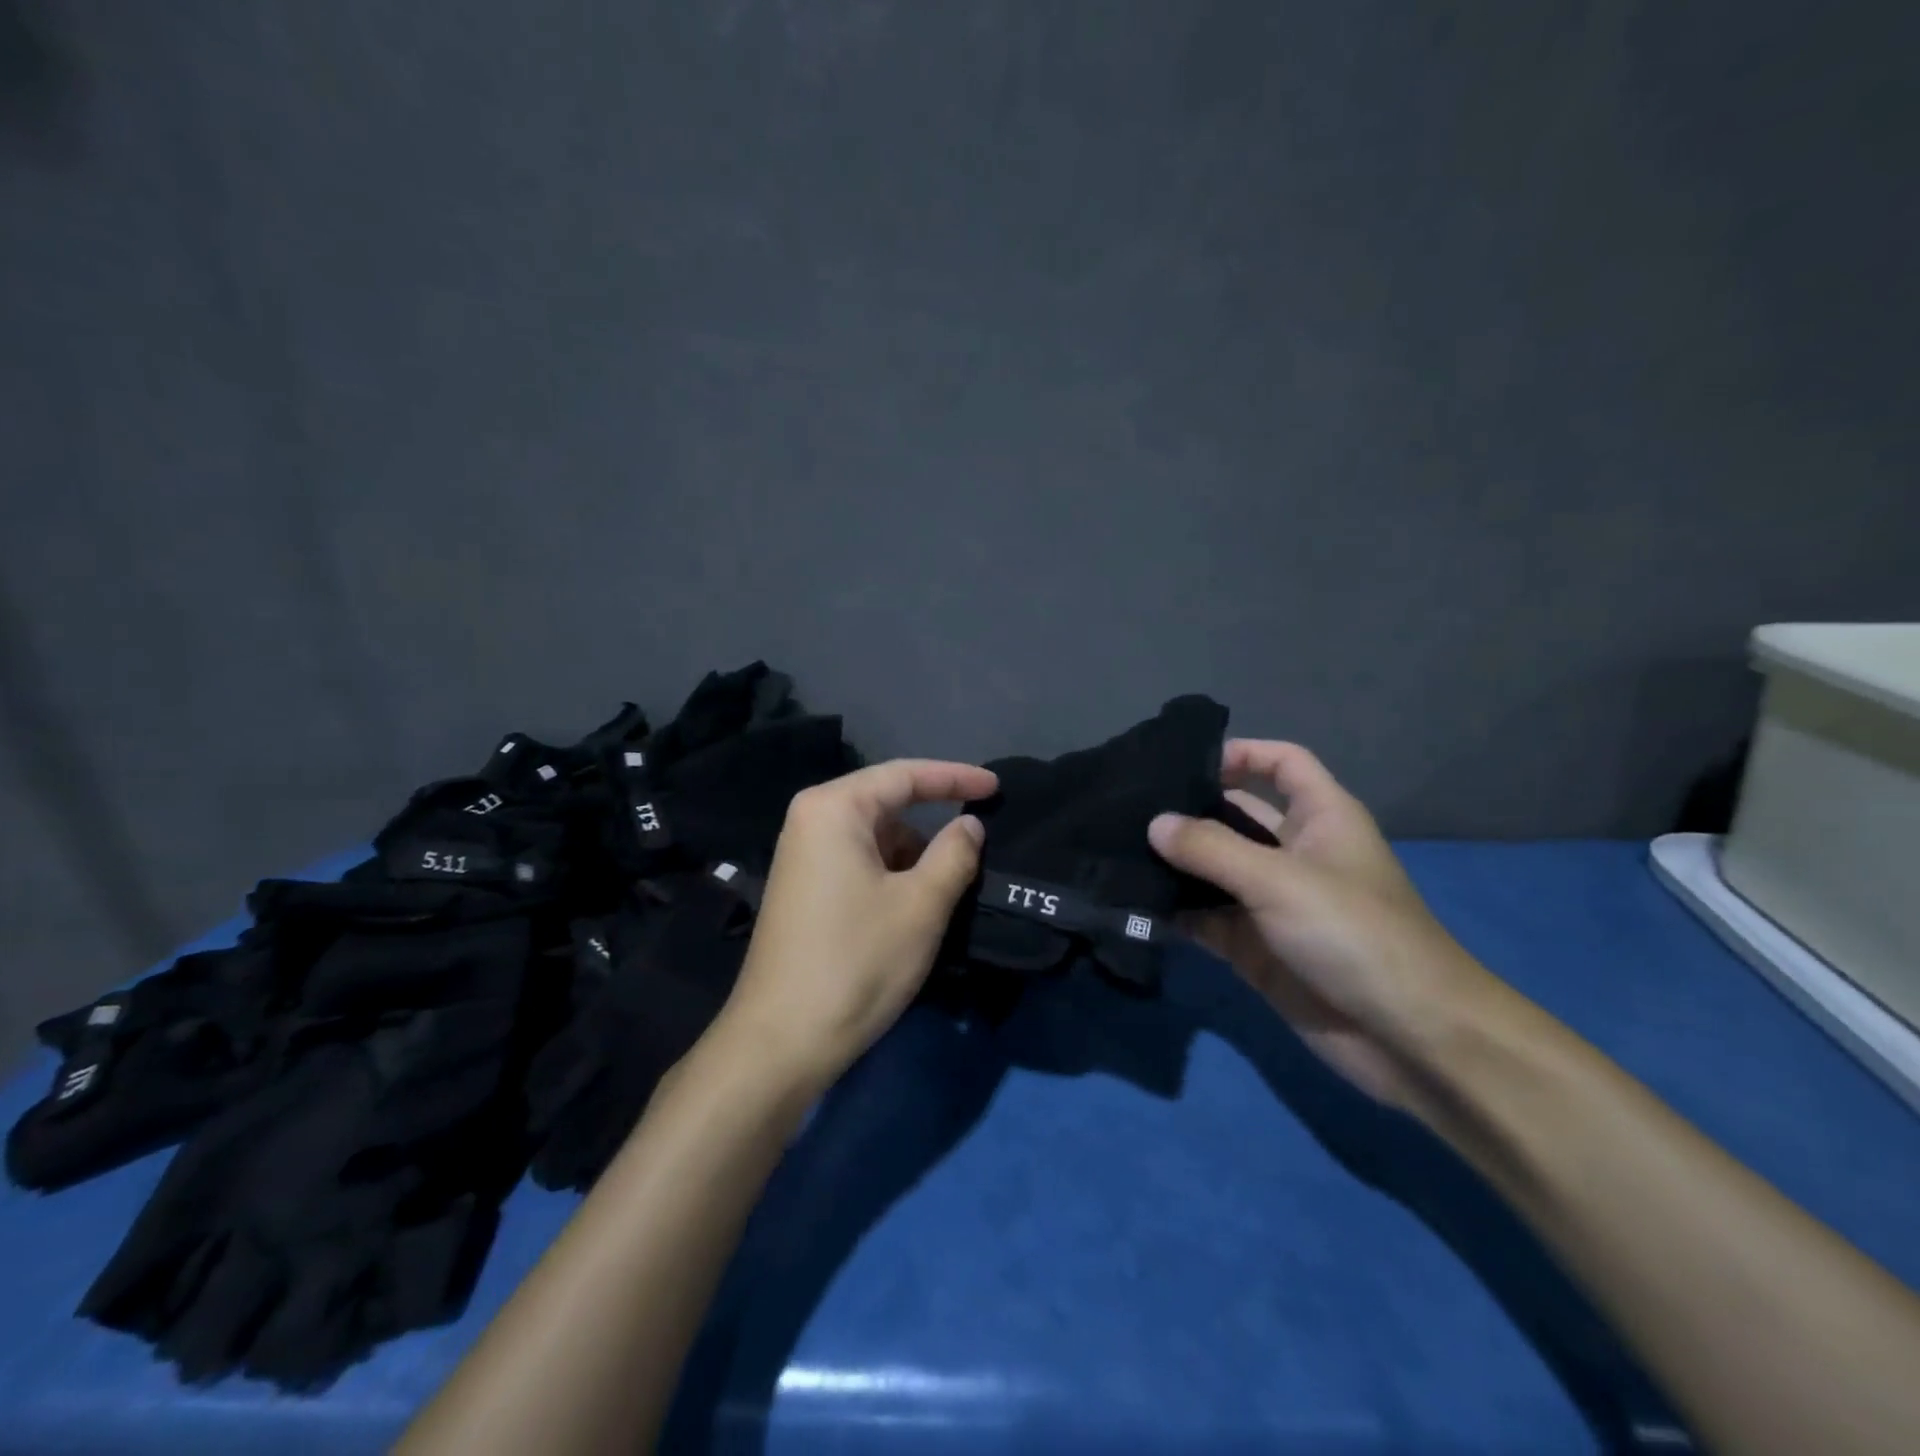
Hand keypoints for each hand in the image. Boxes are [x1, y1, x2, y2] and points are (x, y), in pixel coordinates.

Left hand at [713, 758, 996, 1094]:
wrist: (781, 1041)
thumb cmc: (856, 961)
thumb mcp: (921, 905)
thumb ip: (955, 853)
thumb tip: (969, 824)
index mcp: (833, 809)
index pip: (905, 775)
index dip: (955, 777)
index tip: (996, 787)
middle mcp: (810, 820)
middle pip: (887, 805)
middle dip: (934, 825)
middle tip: (978, 847)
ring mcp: (802, 856)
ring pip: (875, 838)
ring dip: (914, 857)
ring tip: (949, 890)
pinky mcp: (803, 888)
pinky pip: (858, 863)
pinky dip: (892, 876)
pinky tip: (913, 908)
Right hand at [1149, 740, 1499, 1109]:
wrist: (1407, 1038)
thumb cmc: (1354, 934)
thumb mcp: (1279, 880)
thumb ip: (1211, 848)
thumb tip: (1154, 823)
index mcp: (1320, 818)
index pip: (1281, 763)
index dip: (1241, 753)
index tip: (1184, 764)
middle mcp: (1293, 853)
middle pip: (1235, 815)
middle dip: (1188, 813)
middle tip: (1128, 810)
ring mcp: (1272, 902)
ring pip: (1213, 871)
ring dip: (1174, 866)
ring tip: (1117, 854)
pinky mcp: (1254, 947)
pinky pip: (1206, 919)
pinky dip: (1176, 913)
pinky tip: (1133, 906)